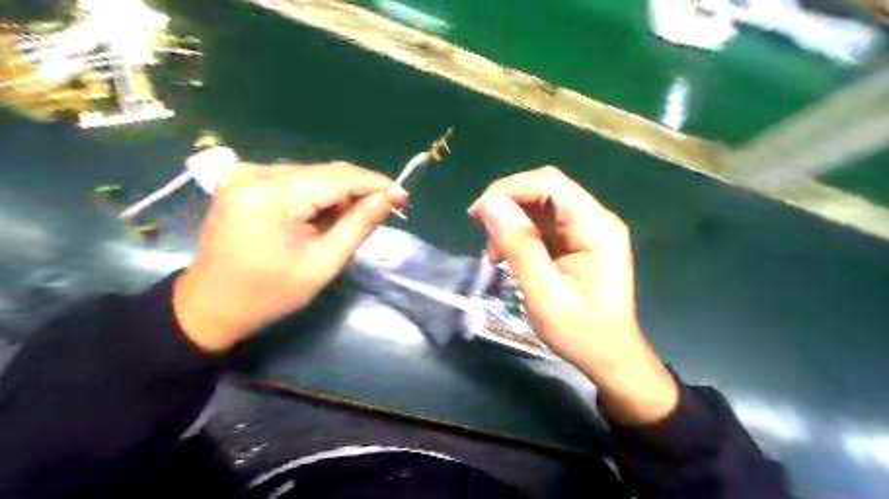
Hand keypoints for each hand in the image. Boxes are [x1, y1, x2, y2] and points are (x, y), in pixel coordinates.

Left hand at [170, 161, 404, 353]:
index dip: (375, 183)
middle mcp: (255, 173)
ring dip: (335, 198)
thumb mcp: (323, 263)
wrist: (210, 305)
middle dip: (355, 193)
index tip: (403, 195)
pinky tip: (317, 221)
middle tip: (377, 216)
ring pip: (312, 176)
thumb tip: (390, 197)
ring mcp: (245, 173)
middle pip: (325, 173)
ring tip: (339, 228)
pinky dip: (314, 198)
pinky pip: (295, 181)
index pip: (338, 177)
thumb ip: (359, 224)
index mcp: (272, 196)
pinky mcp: (243, 180)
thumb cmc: (270, 293)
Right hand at [468, 167, 678, 423]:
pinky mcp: (577, 243)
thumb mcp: (544, 293)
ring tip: (495, 254)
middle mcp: (594, 220)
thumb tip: (490, 205)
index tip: (478, 213)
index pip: (549, 184)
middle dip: (508, 206)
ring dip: (511, 223)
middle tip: (483, 235)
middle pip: (544, 191)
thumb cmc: (581, 333)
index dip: (509, 190)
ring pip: (540, 207)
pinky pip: (542, 226)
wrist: (610, 359)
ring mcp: (587, 231)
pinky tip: (508, 257)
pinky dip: (520, 236)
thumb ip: (519, 246)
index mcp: (596, 227)